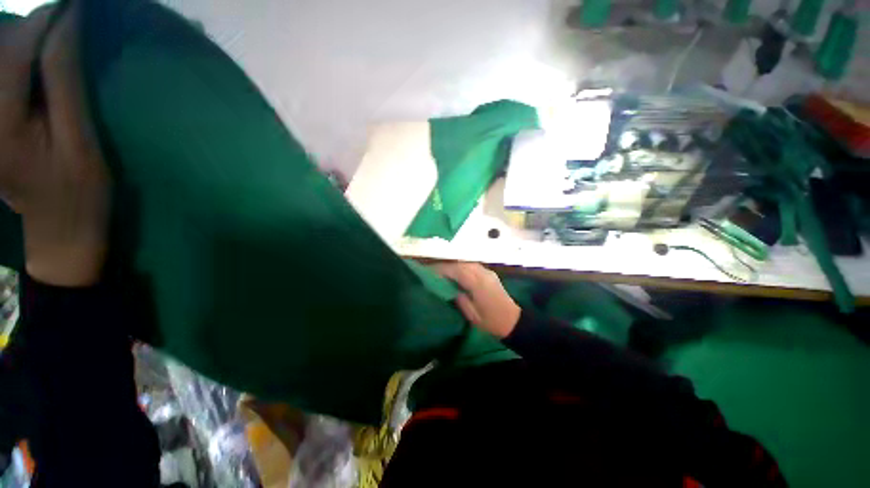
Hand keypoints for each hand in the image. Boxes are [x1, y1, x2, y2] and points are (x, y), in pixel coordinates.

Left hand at [0, 6, 109, 286]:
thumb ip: (66, 83)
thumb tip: (65, 25)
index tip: (75, 8)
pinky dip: (15, 60)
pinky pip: (0, 77)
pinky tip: (34, 65)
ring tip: (50, 42)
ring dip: (21, 42)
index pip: (16, 48)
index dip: (46, 19)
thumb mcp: (80, 142)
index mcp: (1, 122)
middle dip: (29, 28)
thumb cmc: (79, 193)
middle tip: (63, 25)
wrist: (60, 231)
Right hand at [432, 262, 520, 338]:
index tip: (430, 270)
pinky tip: (456, 272)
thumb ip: (460, 299)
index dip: (442, 269)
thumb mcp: (472, 315)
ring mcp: (488, 272)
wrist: (514, 321)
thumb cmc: (491, 322)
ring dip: (454, 264)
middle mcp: (483, 274)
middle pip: (461, 264)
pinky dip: (462, 266)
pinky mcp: (490, 273)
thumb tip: (449, 288)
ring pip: (467, 262)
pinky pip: (473, 265)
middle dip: (446, 265)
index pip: (457, 271)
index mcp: (478, 284)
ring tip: (442, 270)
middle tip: (433, 269)